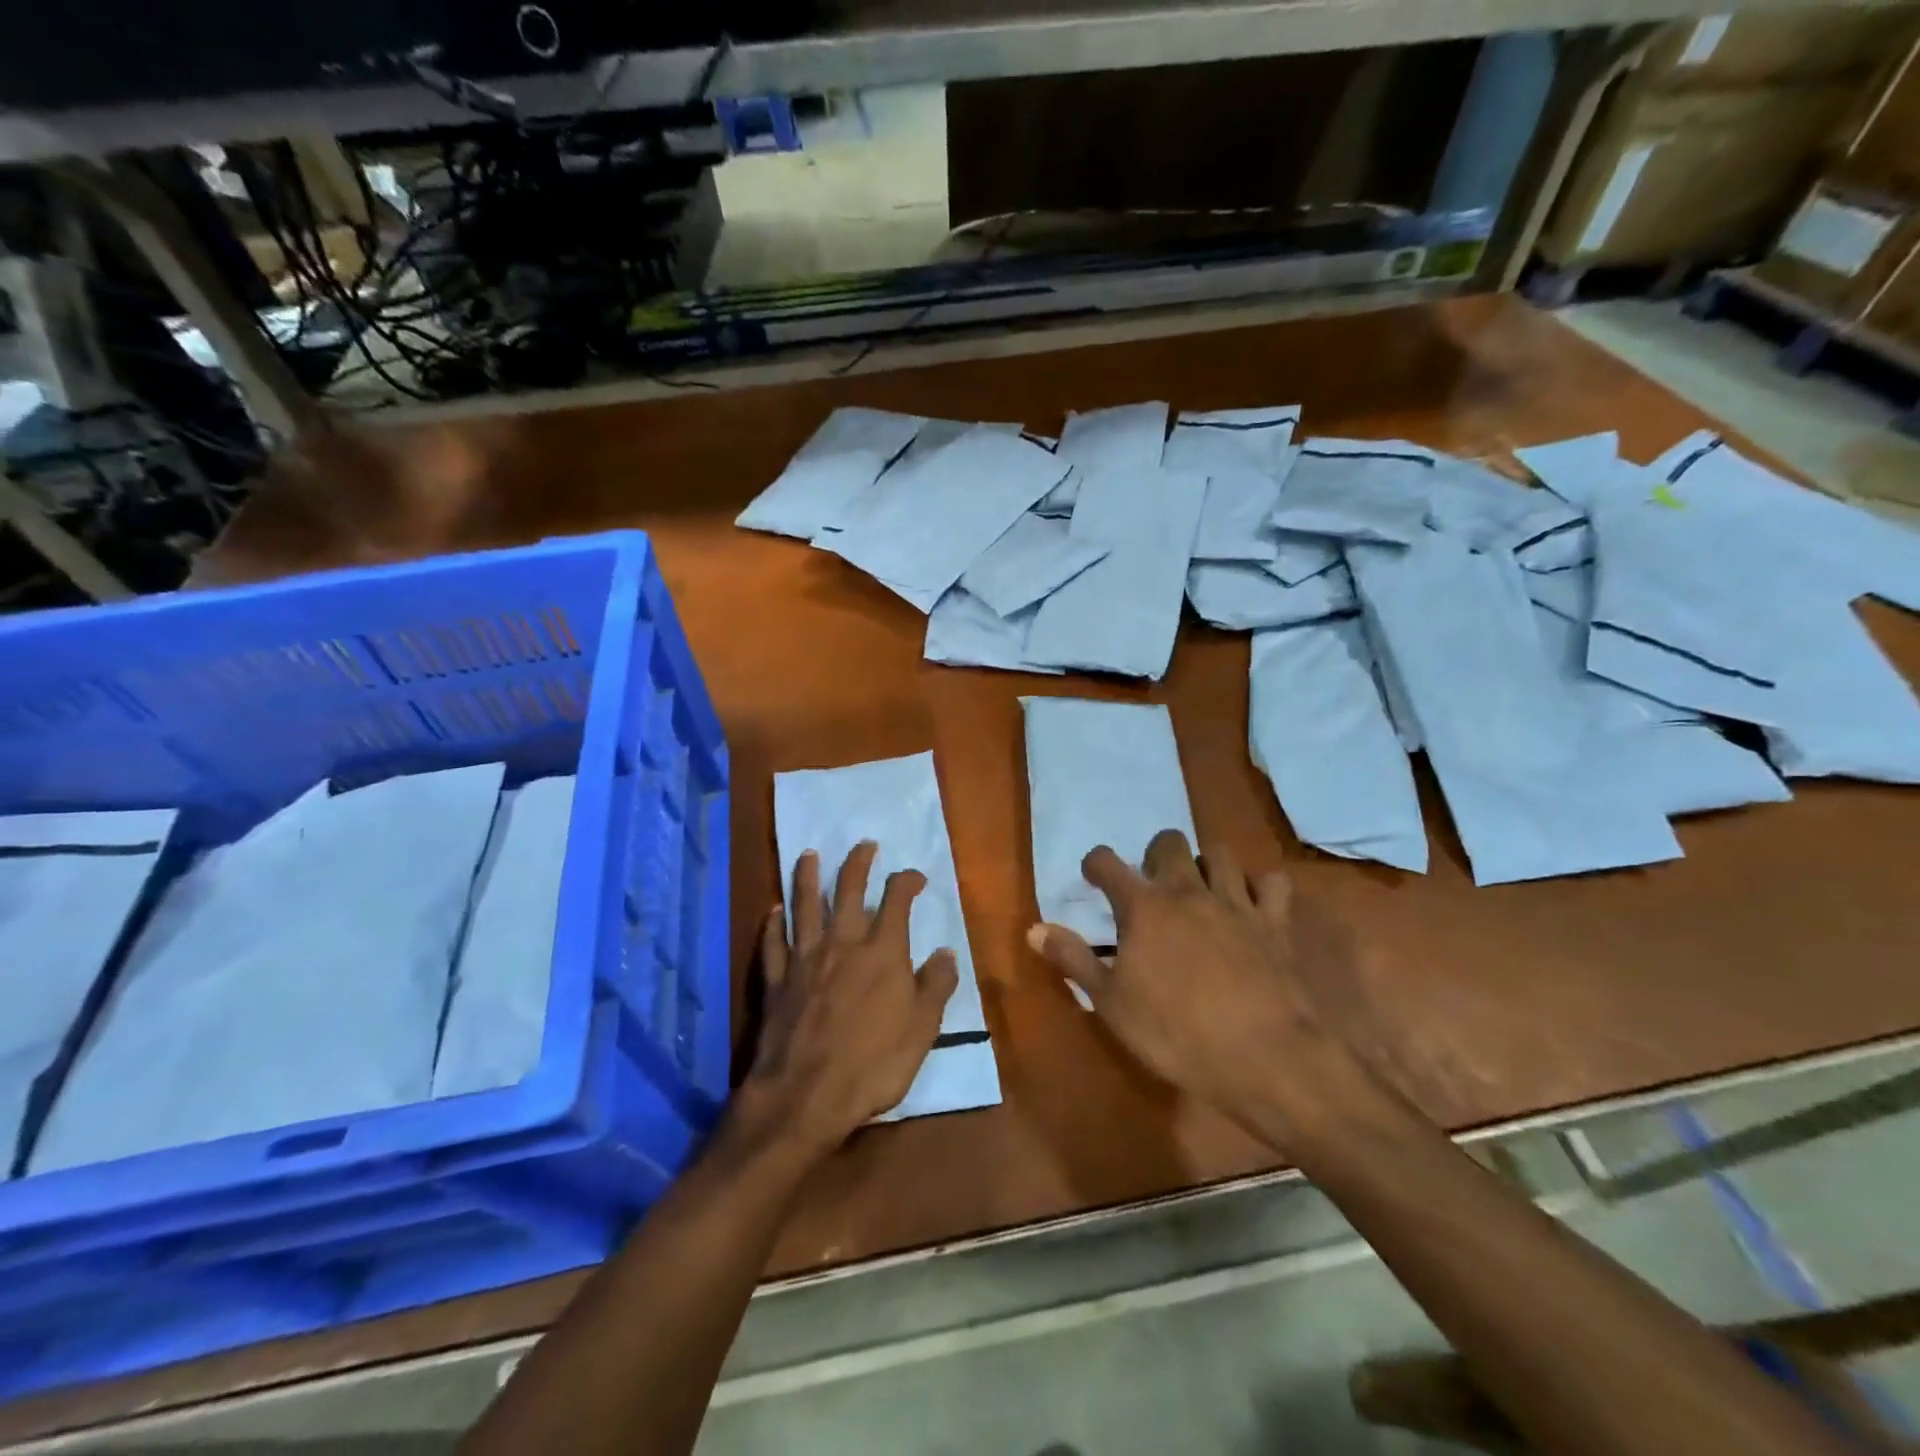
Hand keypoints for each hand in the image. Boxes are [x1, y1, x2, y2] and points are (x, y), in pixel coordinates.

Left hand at [738, 842, 958, 1157]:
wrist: (805, 1097)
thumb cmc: (872, 1065)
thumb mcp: (922, 1030)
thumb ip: (935, 986)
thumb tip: (946, 951)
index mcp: (882, 953)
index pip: (896, 901)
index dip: (907, 881)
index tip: (915, 876)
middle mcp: (842, 944)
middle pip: (848, 891)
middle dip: (858, 864)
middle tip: (864, 844)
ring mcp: (804, 960)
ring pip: (804, 907)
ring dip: (806, 877)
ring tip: (808, 855)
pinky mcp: (776, 981)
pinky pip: (773, 943)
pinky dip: (772, 924)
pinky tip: (773, 910)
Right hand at [1028, 830, 1343, 1134]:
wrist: (1265, 1057)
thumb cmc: (1176, 1033)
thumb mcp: (1111, 1003)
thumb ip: (1074, 959)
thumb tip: (1034, 929)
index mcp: (1143, 907)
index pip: (1108, 863)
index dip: (1096, 864)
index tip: (1093, 875)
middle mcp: (1188, 891)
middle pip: (1169, 843)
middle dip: (1156, 854)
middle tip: (1152, 882)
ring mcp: (1236, 903)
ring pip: (1221, 853)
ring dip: (1206, 862)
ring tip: (1200, 886)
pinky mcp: (1275, 922)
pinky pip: (1272, 883)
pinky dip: (1260, 886)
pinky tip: (1253, 904)